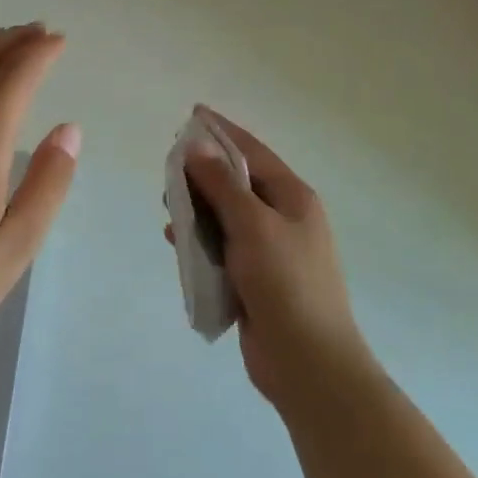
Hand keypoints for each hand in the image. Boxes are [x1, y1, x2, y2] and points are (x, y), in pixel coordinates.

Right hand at [168, 108, 369, 406]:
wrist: (308, 363)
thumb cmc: (286, 284)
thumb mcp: (252, 225)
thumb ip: (222, 185)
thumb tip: (198, 147)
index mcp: (293, 198)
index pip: (252, 152)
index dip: (222, 131)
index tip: (193, 114)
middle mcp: (283, 219)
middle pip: (237, 184)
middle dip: (203, 174)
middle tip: (169, 170)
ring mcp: (270, 252)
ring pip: (225, 217)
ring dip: (198, 209)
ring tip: (169, 206)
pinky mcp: (254, 281)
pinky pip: (221, 249)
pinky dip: (199, 242)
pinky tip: (176, 242)